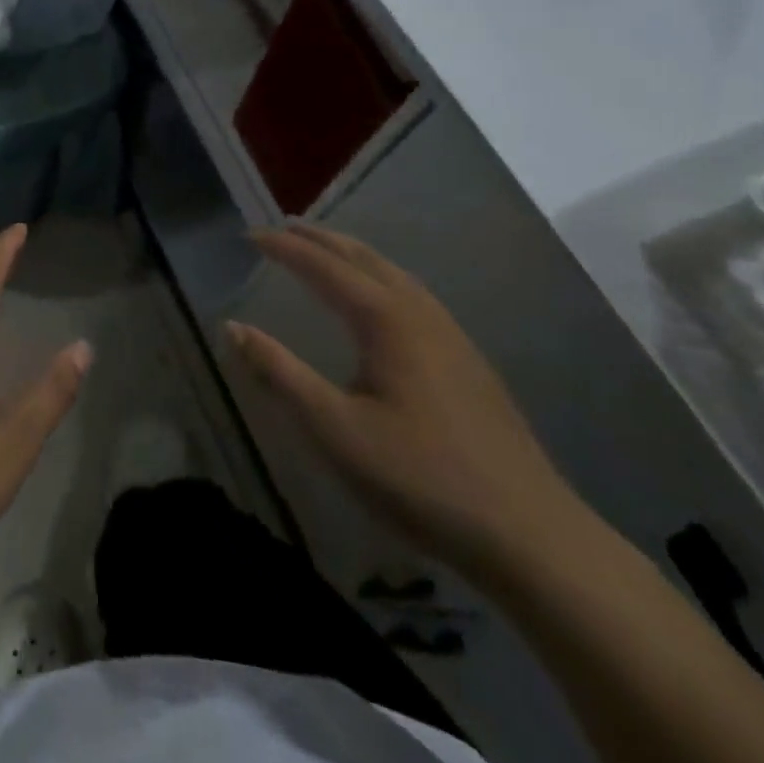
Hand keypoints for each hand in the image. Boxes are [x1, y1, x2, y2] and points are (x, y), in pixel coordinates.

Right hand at [230, 225, 585, 579]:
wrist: (531, 535)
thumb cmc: (420, 477)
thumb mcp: (334, 428)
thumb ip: (280, 373)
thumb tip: (231, 327)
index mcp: (387, 321)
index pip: (325, 267)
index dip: (285, 248)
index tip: (250, 235)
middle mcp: (421, 314)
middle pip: (364, 259)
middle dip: (321, 239)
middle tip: (284, 227)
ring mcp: (452, 336)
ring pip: (394, 275)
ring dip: (353, 255)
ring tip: (325, 252)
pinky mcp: (469, 362)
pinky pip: (413, 296)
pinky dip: (380, 278)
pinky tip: (380, 302)